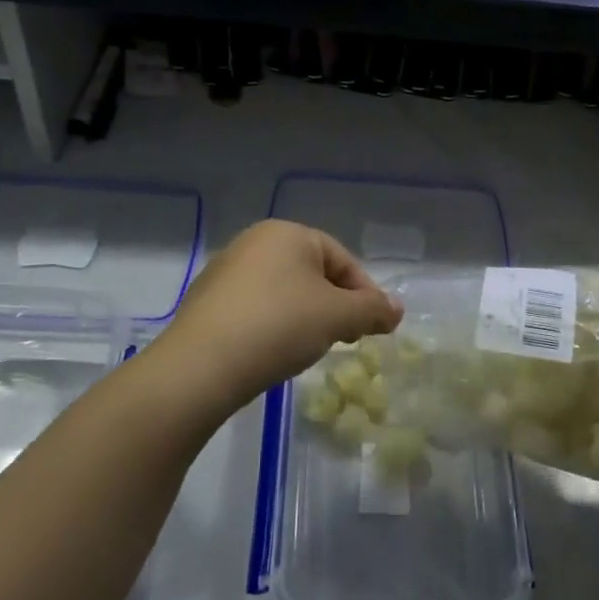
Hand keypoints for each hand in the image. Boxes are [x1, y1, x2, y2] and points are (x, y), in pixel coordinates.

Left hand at [154, 221, 402, 416]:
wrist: (200, 366)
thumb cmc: (279, 326)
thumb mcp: (338, 317)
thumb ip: (373, 310)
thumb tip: (397, 309)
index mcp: (288, 233)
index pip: (342, 259)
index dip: (365, 293)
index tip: (373, 327)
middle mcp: (254, 241)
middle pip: (312, 274)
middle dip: (335, 306)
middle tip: (346, 340)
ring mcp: (225, 271)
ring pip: (283, 292)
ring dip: (305, 317)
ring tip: (310, 349)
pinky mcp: (205, 302)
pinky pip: (255, 308)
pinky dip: (273, 326)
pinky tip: (273, 353)